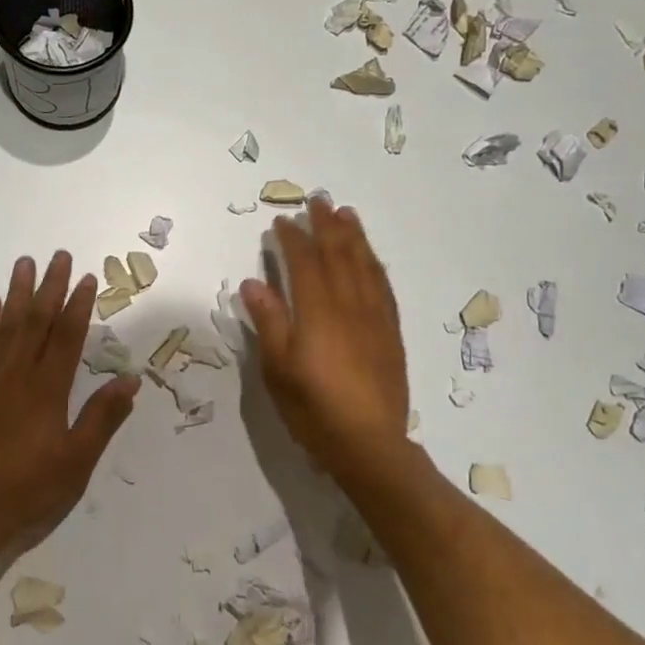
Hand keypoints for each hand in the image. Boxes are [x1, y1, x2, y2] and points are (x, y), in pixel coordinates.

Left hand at [0, 252, 138, 550]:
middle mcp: (18, 376)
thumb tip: (130, 379)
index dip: (78, 306)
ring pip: (6, 327)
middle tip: (58, 256)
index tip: (87, 278)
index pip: (67, 337)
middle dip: (49, 287)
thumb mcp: (77, 461)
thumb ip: (102, 417)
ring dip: (17, 293)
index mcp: (48, 391)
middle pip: (36, 322)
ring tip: (24, 264)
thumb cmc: (31, 491)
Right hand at [240, 199, 410, 483]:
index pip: (304, 263)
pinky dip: (374, 264)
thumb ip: (269, 322)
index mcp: (317, 312)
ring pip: (365, 265)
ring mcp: (375, 317)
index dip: (292, 239)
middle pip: (338, 255)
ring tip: (346, 214)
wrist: (369, 444)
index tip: (281, 221)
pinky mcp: (390, 332)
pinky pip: (383, 286)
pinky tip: (371, 257)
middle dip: (326, 225)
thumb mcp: (278, 369)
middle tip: (318, 200)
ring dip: (354, 237)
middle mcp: (349, 305)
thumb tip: (254, 282)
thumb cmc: (314, 409)